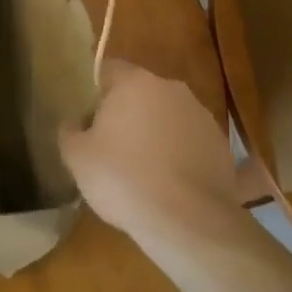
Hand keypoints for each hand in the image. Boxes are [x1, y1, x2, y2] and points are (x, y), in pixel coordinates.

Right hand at [59, 58, 239, 247]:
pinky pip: (192, 144)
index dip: (96, 92)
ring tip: (145, 171)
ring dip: (157, 133)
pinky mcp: (222, 147)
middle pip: (141, 93)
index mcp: (134, 82)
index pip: (109, 69)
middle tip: (112, 146)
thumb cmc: (123, 179)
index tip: (89, 119)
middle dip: (128, 113)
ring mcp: (201, 116)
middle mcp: (171, 88)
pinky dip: (181, 157)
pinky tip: (172, 186)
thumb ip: (69, 130)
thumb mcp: (77, 157)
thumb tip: (74, 122)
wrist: (188, 222)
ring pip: (169, 117)